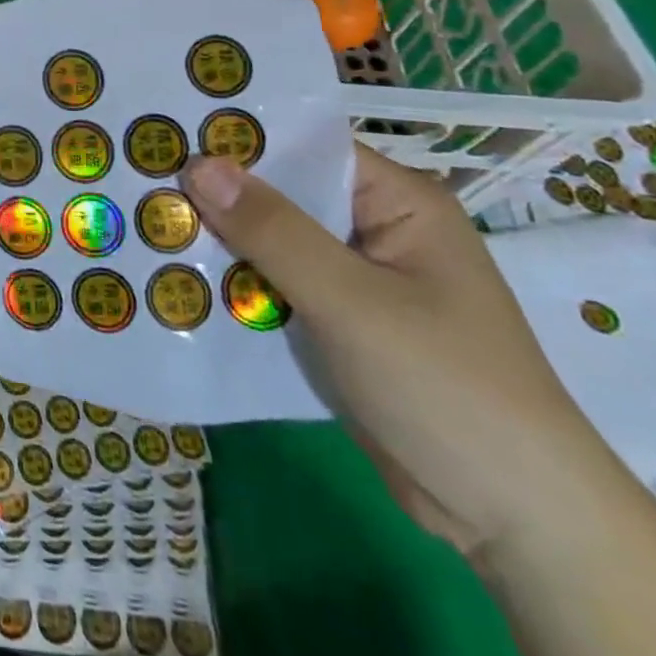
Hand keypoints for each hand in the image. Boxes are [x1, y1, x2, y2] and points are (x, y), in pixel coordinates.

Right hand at [180, 145, 619, 560]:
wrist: (516, 524)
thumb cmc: (446, 387)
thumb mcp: (351, 302)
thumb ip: (273, 231)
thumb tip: (198, 164)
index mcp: (396, 202)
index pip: (304, 148)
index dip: (239, 139)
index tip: (169, 132)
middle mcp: (375, 229)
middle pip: (282, 194)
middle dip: (217, 193)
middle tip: (139, 176)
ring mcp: (356, 279)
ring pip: (273, 242)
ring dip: (220, 241)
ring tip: (141, 220)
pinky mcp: (339, 324)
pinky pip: (276, 285)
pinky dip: (236, 284)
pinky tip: (177, 277)